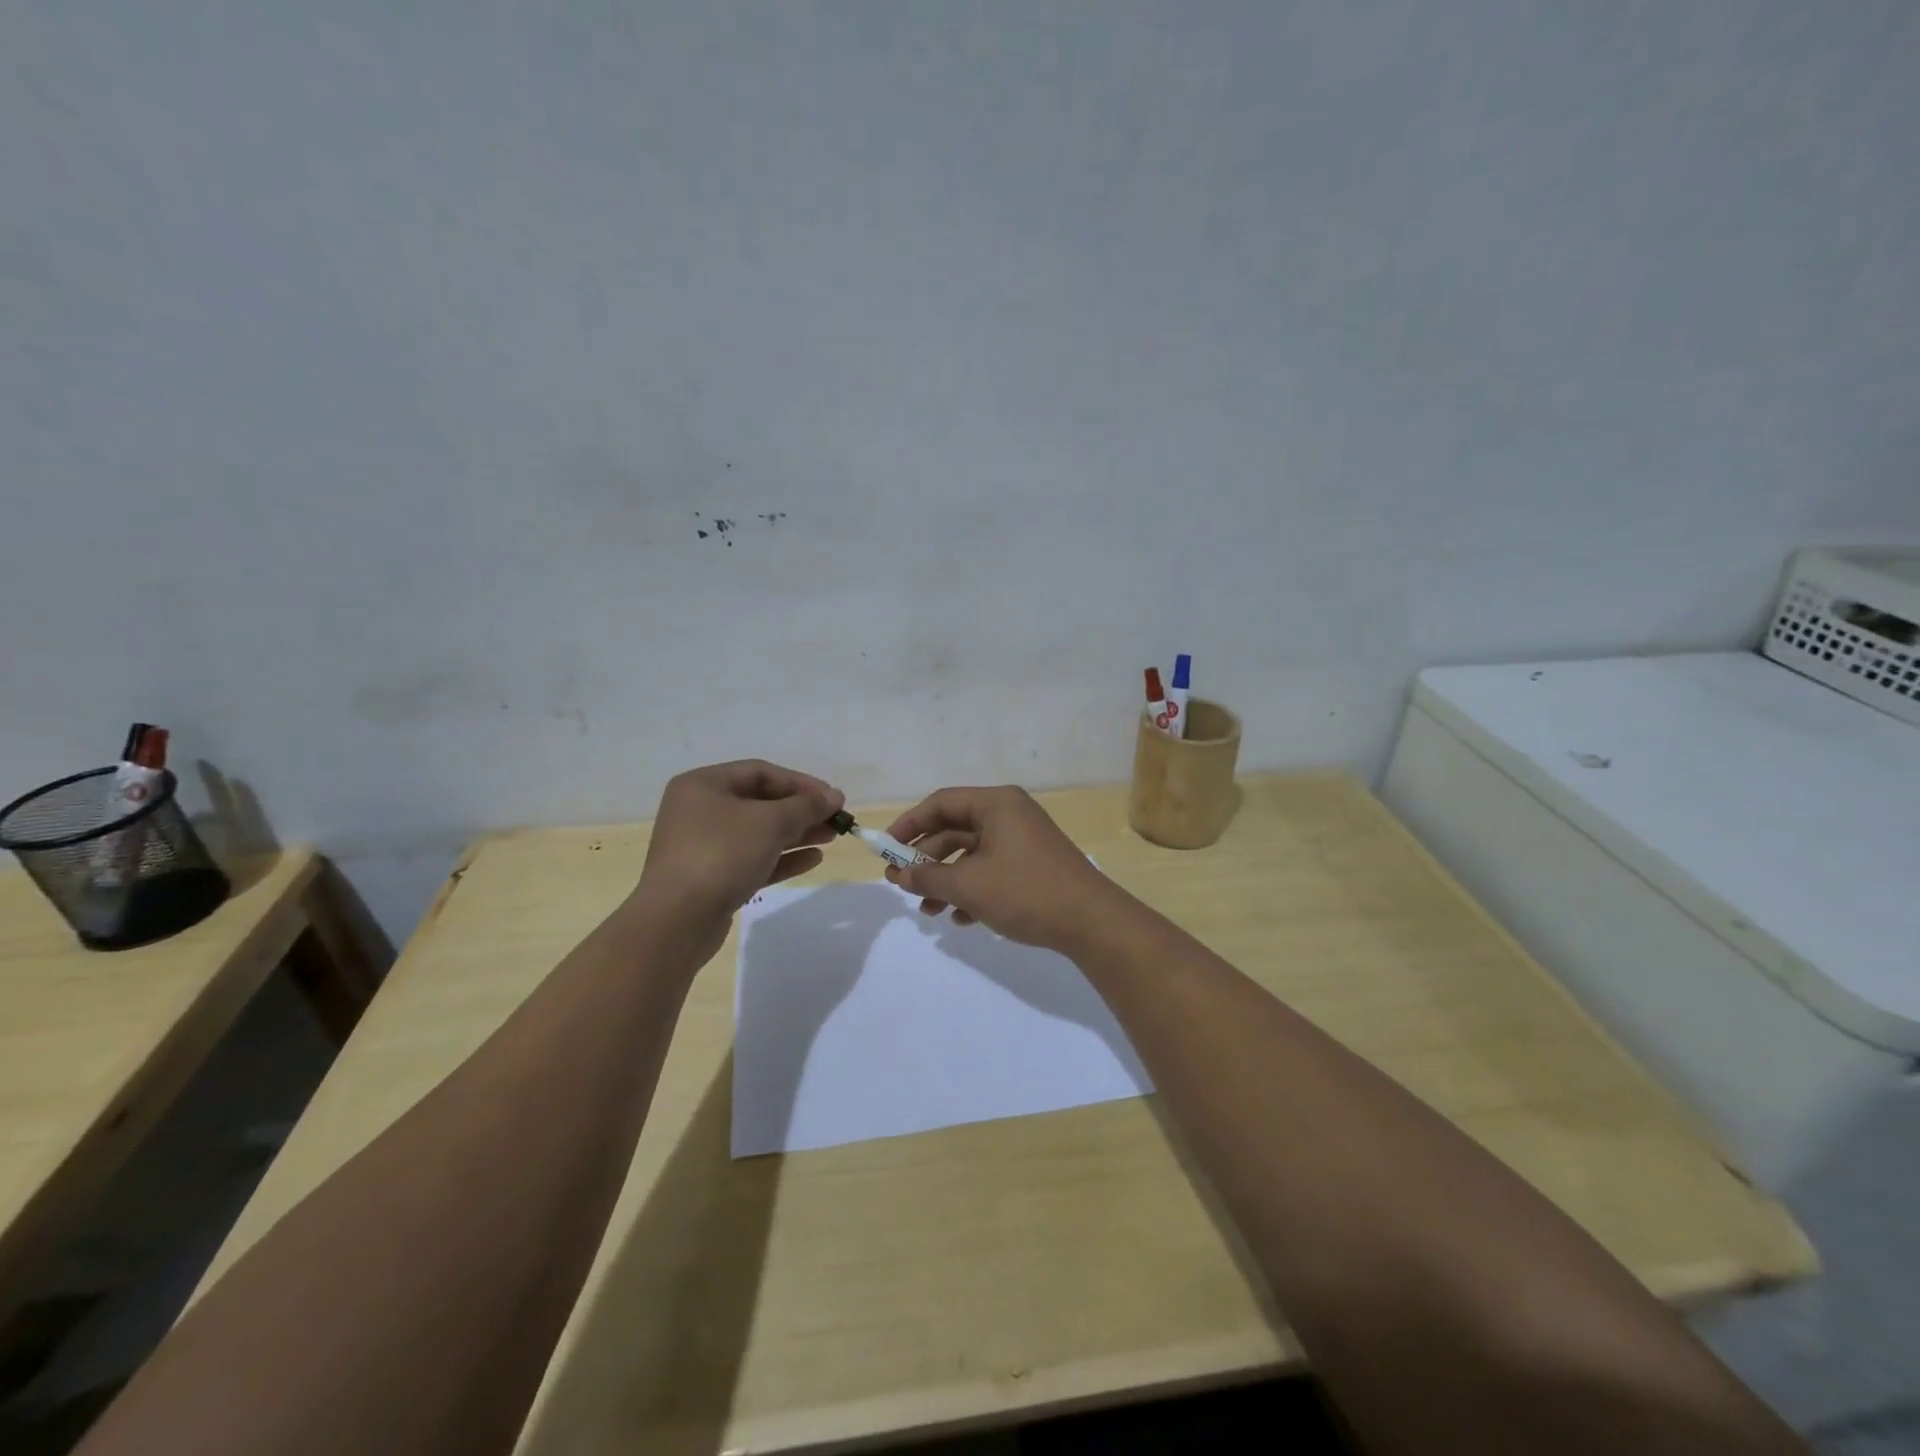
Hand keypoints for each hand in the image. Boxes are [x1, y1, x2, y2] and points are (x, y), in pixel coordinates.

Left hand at [634, 761, 843, 931]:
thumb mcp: (770, 823)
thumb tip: (834, 796)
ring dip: (796, 834)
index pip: (761, 772)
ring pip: (759, 833)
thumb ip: (806, 806)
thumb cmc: (722, 855)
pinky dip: (782, 858)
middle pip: (760, 803)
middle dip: (801, 811)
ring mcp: (704, 847)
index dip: (800, 783)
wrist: (677, 921)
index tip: (832, 798)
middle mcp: (699, 811)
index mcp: (703, 785)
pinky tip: (812, 860)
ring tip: (831, 838)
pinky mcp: (712, 879)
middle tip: (836, 820)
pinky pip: (752, 860)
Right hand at [882, 785, 1126, 951]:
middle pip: (955, 829)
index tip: (885, 849)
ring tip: (929, 912)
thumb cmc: (1026, 892)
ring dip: (947, 881)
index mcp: (996, 804)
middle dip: (927, 860)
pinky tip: (961, 919)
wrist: (1092, 922)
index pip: (941, 802)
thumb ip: (928, 878)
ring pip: (972, 854)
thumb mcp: (970, 886)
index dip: (909, 824)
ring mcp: (1023, 840)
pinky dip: (972, 890)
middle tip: (902, 884)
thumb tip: (898, 876)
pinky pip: (991, 870)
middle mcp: (1009, 815)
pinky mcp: (1032, 866)